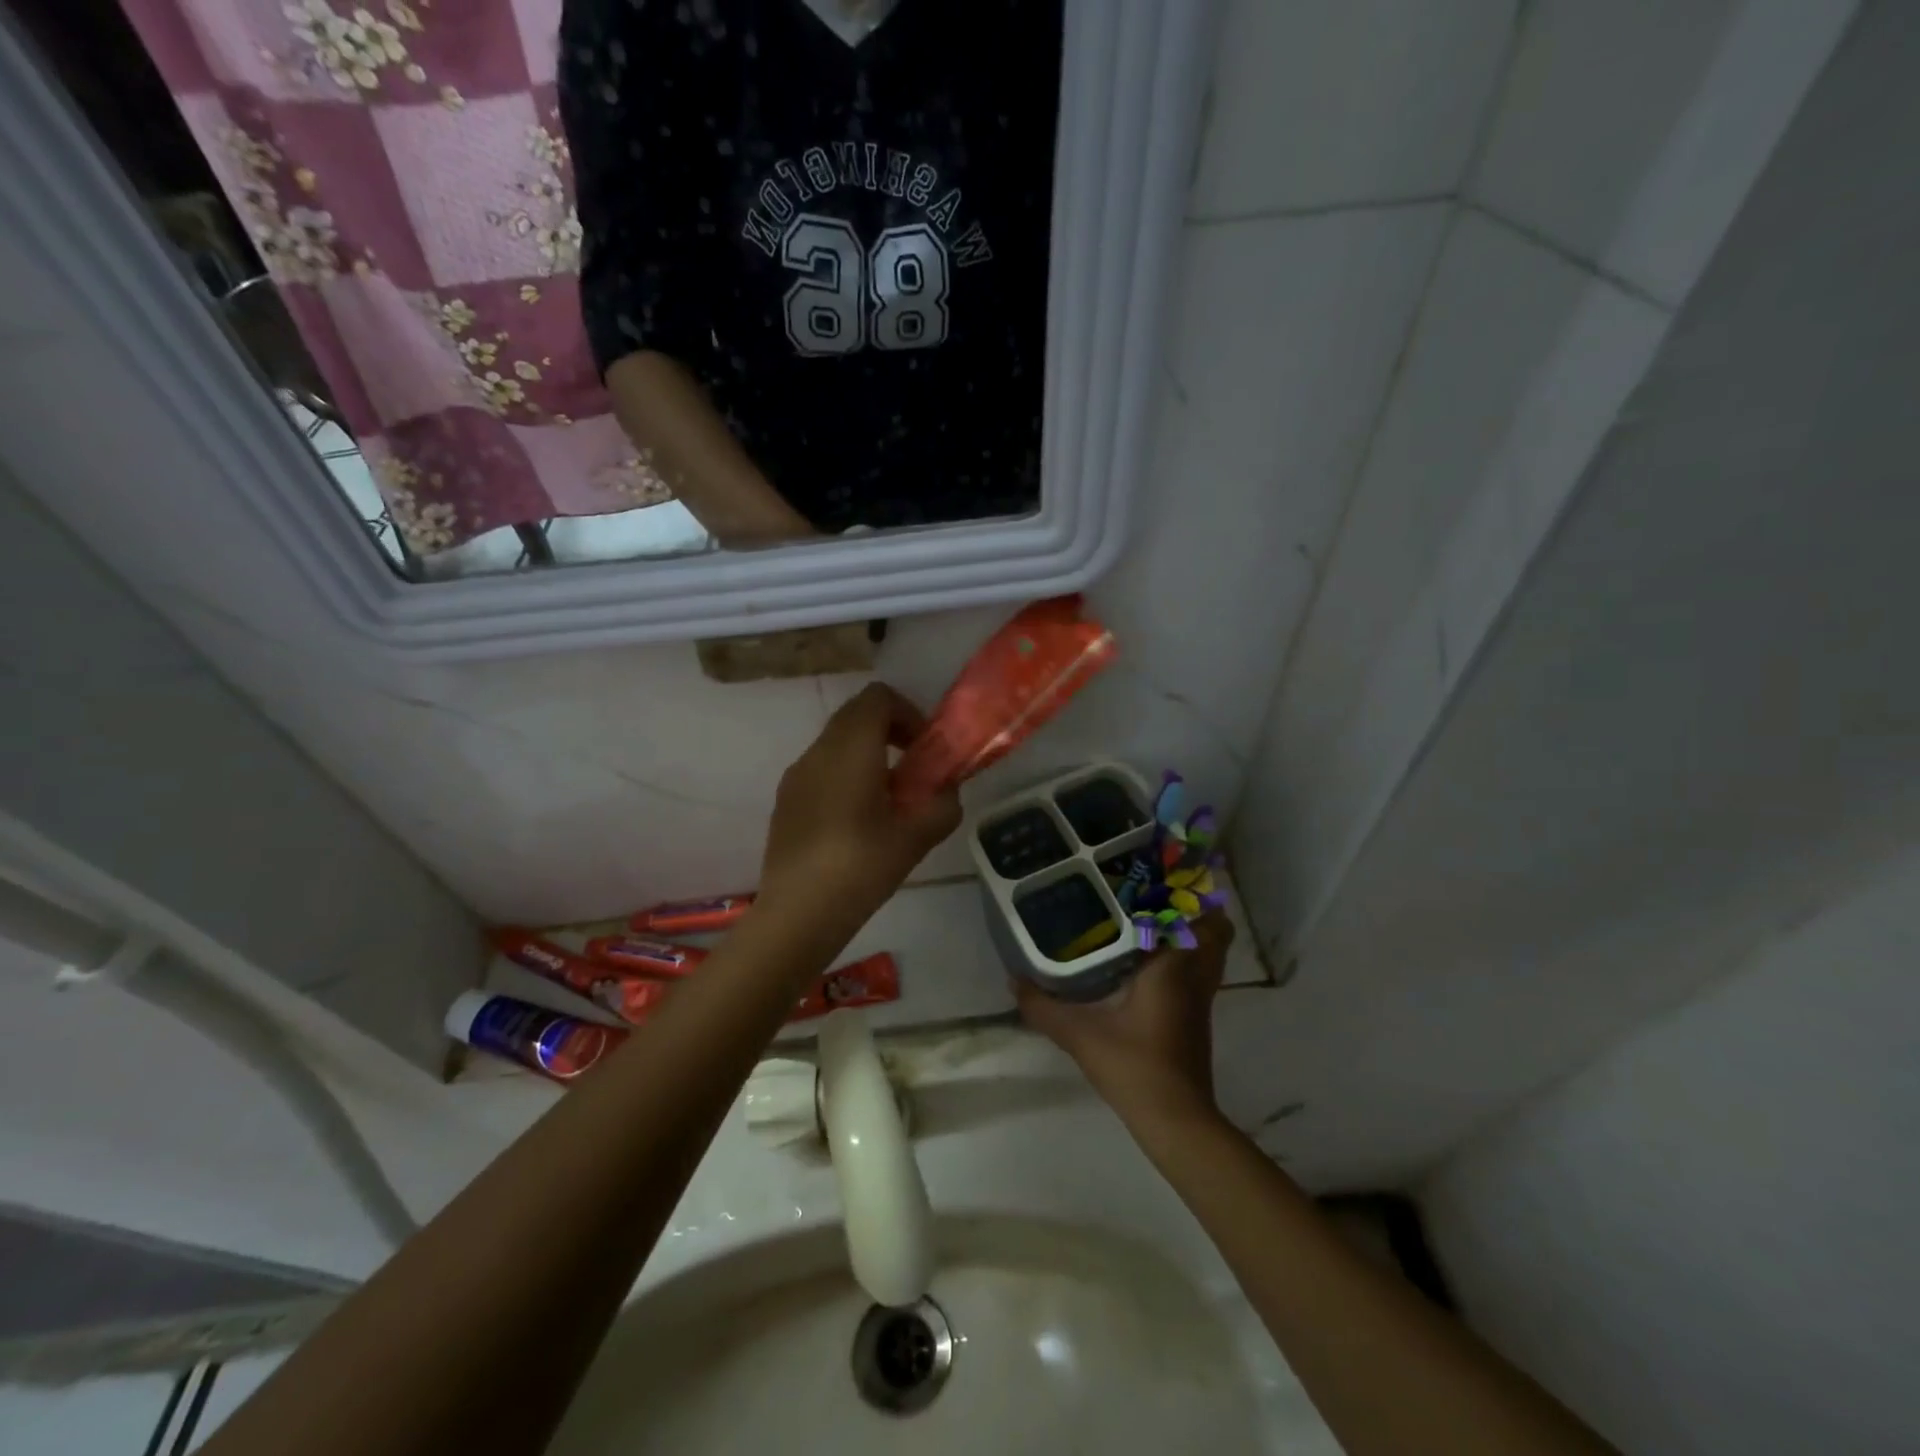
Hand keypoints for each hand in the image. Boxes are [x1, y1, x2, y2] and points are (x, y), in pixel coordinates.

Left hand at [759, 683, 961, 936]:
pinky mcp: (785, 800)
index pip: (877, 698)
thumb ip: (942, 806)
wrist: (797, 914)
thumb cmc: (860, 869)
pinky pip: (820, 768)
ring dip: (866, 754)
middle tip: (912, 770)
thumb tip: (946, 793)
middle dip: (889, 731)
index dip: (907, 712)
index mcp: (850, 750)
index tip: (924, 748)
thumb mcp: (915, 839)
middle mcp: (818, 752)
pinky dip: (844, 774)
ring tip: (886, 800)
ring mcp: (796, 775)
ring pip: (835, 742)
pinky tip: (855, 822)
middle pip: (855, 715)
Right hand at [1015, 913, 1233, 1130]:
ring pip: (1209, 953)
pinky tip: (1145, 966)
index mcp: (1172, 968)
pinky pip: (1198, 973)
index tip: (1151, 877)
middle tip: (1151, 899)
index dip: (1182, 893)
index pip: (1194, 916)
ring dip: (1188, 936)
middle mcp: (1194, 977)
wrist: (1175, 1119)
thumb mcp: (1080, 1035)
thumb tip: (1013, 980)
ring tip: (1149, 924)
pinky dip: (1182, 961)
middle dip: (1192, 910)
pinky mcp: (1196, 1018)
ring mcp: (1200, 999)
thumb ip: (1044, 1007)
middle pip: (1216, 930)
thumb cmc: (1134, 1066)